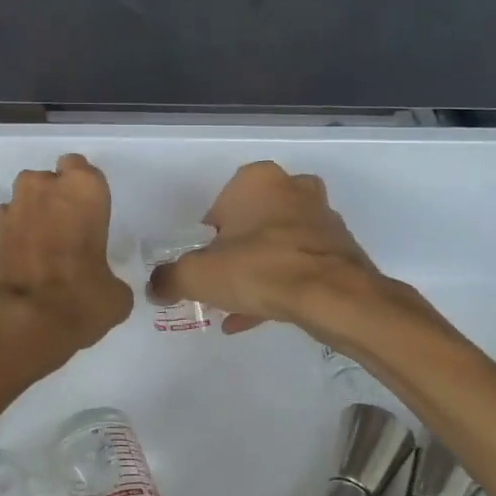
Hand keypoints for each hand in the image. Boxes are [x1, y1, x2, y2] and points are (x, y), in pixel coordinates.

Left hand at [0, 153, 133, 372]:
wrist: (9, 325)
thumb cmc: (76, 300)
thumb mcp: (114, 298)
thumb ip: (110, 281)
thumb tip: (102, 288)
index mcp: (81, 191)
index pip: (81, 168)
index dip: (82, 191)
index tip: (86, 215)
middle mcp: (40, 190)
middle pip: (46, 183)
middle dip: (52, 203)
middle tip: (63, 239)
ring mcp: (5, 212)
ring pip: (21, 207)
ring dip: (29, 226)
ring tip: (37, 264)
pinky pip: (1, 234)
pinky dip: (8, 249)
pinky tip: (16, 279)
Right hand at [147, 160, 390, 335]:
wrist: (334, 297)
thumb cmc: (260, 269)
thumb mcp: (198, 275)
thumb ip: (170, 278)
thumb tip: (155, 287)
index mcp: (257, 179)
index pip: (220, 206)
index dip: (208, 238)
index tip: (205, 265)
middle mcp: (292, 188)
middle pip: (252, 223)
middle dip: (236, 252)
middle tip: (223, 282)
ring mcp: (321, 217)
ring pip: (277, 245)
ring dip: (258, 271)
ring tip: (240, 306)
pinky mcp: (341, 248)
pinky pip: (300, 265)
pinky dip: (281, 285)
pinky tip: (261, 315)